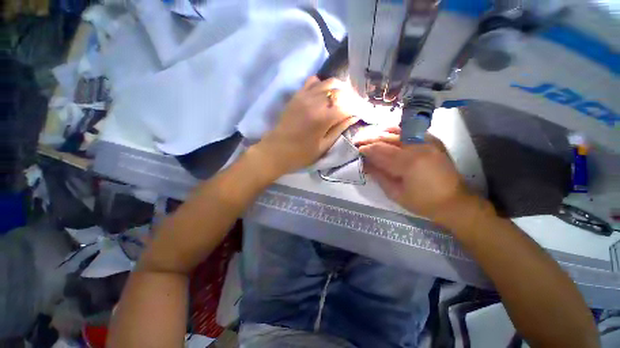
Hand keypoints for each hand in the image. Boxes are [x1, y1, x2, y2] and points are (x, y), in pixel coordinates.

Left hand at [253, 76, 358, 174]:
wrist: (276, 151)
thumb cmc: (301, 154)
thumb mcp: (324, 146)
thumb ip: (340, 128)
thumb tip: (354, 116)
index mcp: (323, 117)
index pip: (348, 105)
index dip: (359, 107)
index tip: (365, 111)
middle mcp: (315, 101)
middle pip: (341, 90)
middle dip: (352, 96)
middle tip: (356, 106)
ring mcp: (304, 95)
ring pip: (329, 82)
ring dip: (341, 89)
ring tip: (344, 100)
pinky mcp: (297, 95)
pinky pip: (314, 81)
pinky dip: (324, 85)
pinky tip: (326, 95)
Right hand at [359, 132, 486, 224]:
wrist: (454, 202)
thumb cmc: (423, 202)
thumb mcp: (395, 193)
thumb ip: (379, 176)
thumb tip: (364, 164)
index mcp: (408, 163)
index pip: (380, 150)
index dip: (366, 149)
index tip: (356, 149)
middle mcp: (418, 147)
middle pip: (388, 138)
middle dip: (370, 138)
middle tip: (358, 140)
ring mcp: (428, 142)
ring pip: (398, 132)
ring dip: (381, 133)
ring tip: (369, 135)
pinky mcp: (433, 141)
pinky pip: (411, 132)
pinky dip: (397, 130)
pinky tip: (388, 132)